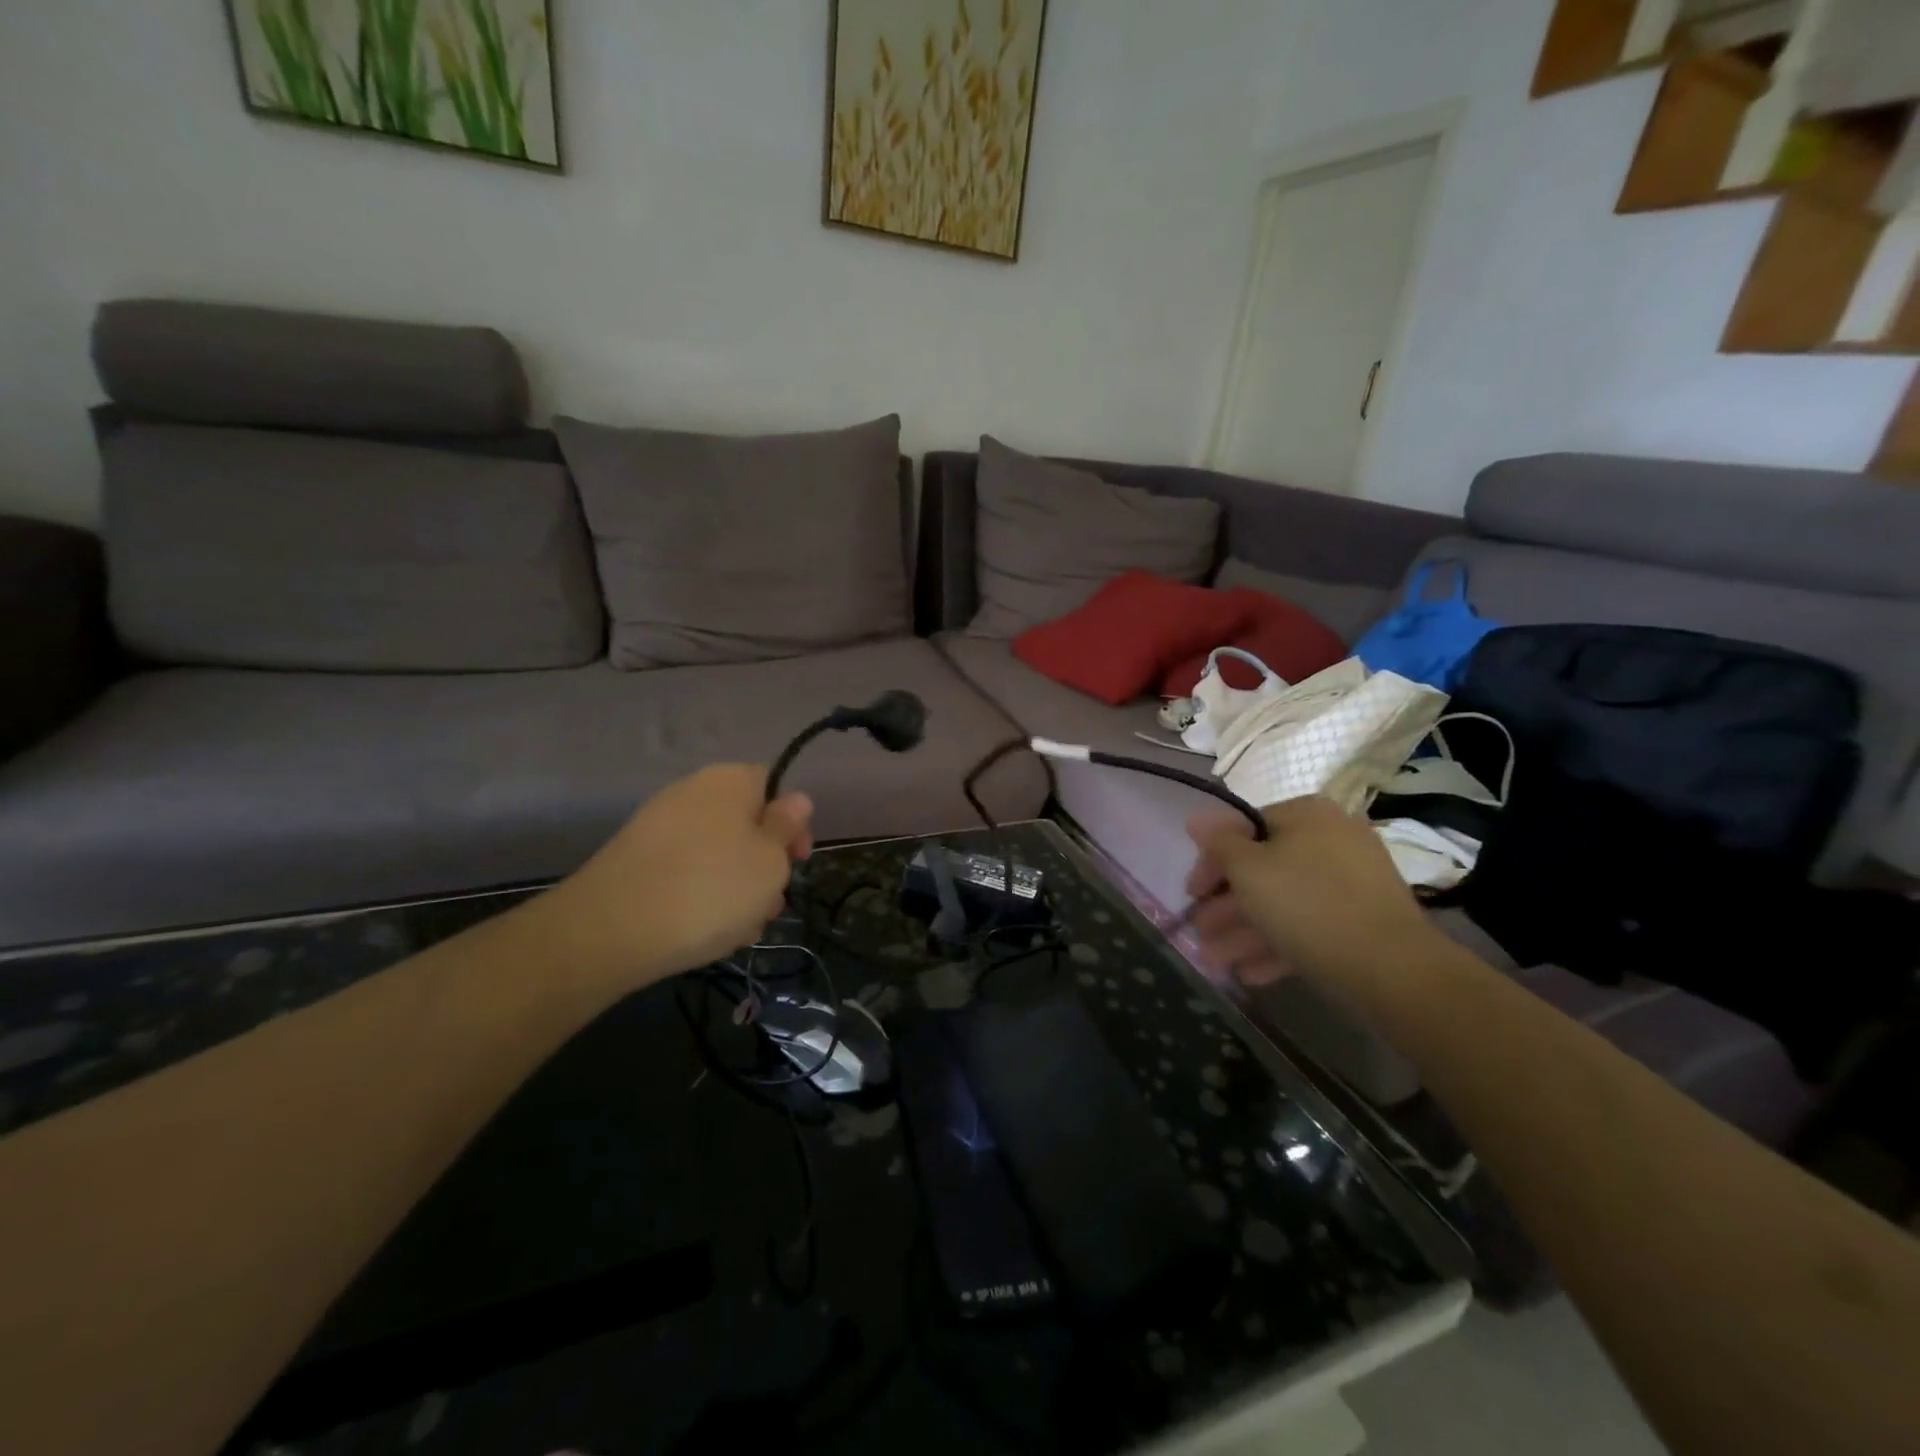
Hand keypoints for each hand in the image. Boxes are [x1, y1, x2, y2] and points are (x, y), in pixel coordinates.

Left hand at [537, 764, 813, 999]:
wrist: (610, 930)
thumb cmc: (711, 889)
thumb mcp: (770, 861)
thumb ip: (787, 828)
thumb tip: (796, 800)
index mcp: (730, 781)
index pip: (774, 786)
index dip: (792, 824)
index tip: (798, 862)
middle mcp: (692, 792)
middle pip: (745, 824)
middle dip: (764, 865)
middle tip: (769, 904)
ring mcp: (659, 826)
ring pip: (717, 853)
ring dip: (736, 888)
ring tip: (738, 928)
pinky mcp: (635, 860)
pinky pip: (685, 872)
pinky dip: (700, 896)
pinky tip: (703, 932)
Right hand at [1185, 796, 1437, 996]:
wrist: (1392, 968)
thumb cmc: (1307, 905)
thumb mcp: (1248, 870)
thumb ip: (1218, 842)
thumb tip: (1196, 817)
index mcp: (1307, 815)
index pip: (1244, 830)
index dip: (1212, 862)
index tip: (1192, 894)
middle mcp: (1332, 838)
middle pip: (1263, 869)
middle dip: (1227, 906)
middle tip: (1201, 933)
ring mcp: (1352, 881)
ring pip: (1284, 901)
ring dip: (1245, 931)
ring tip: (1216, 963)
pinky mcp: (1363, 919)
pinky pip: (1310, 924)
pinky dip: (1278, 944)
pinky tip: (1251, 973)